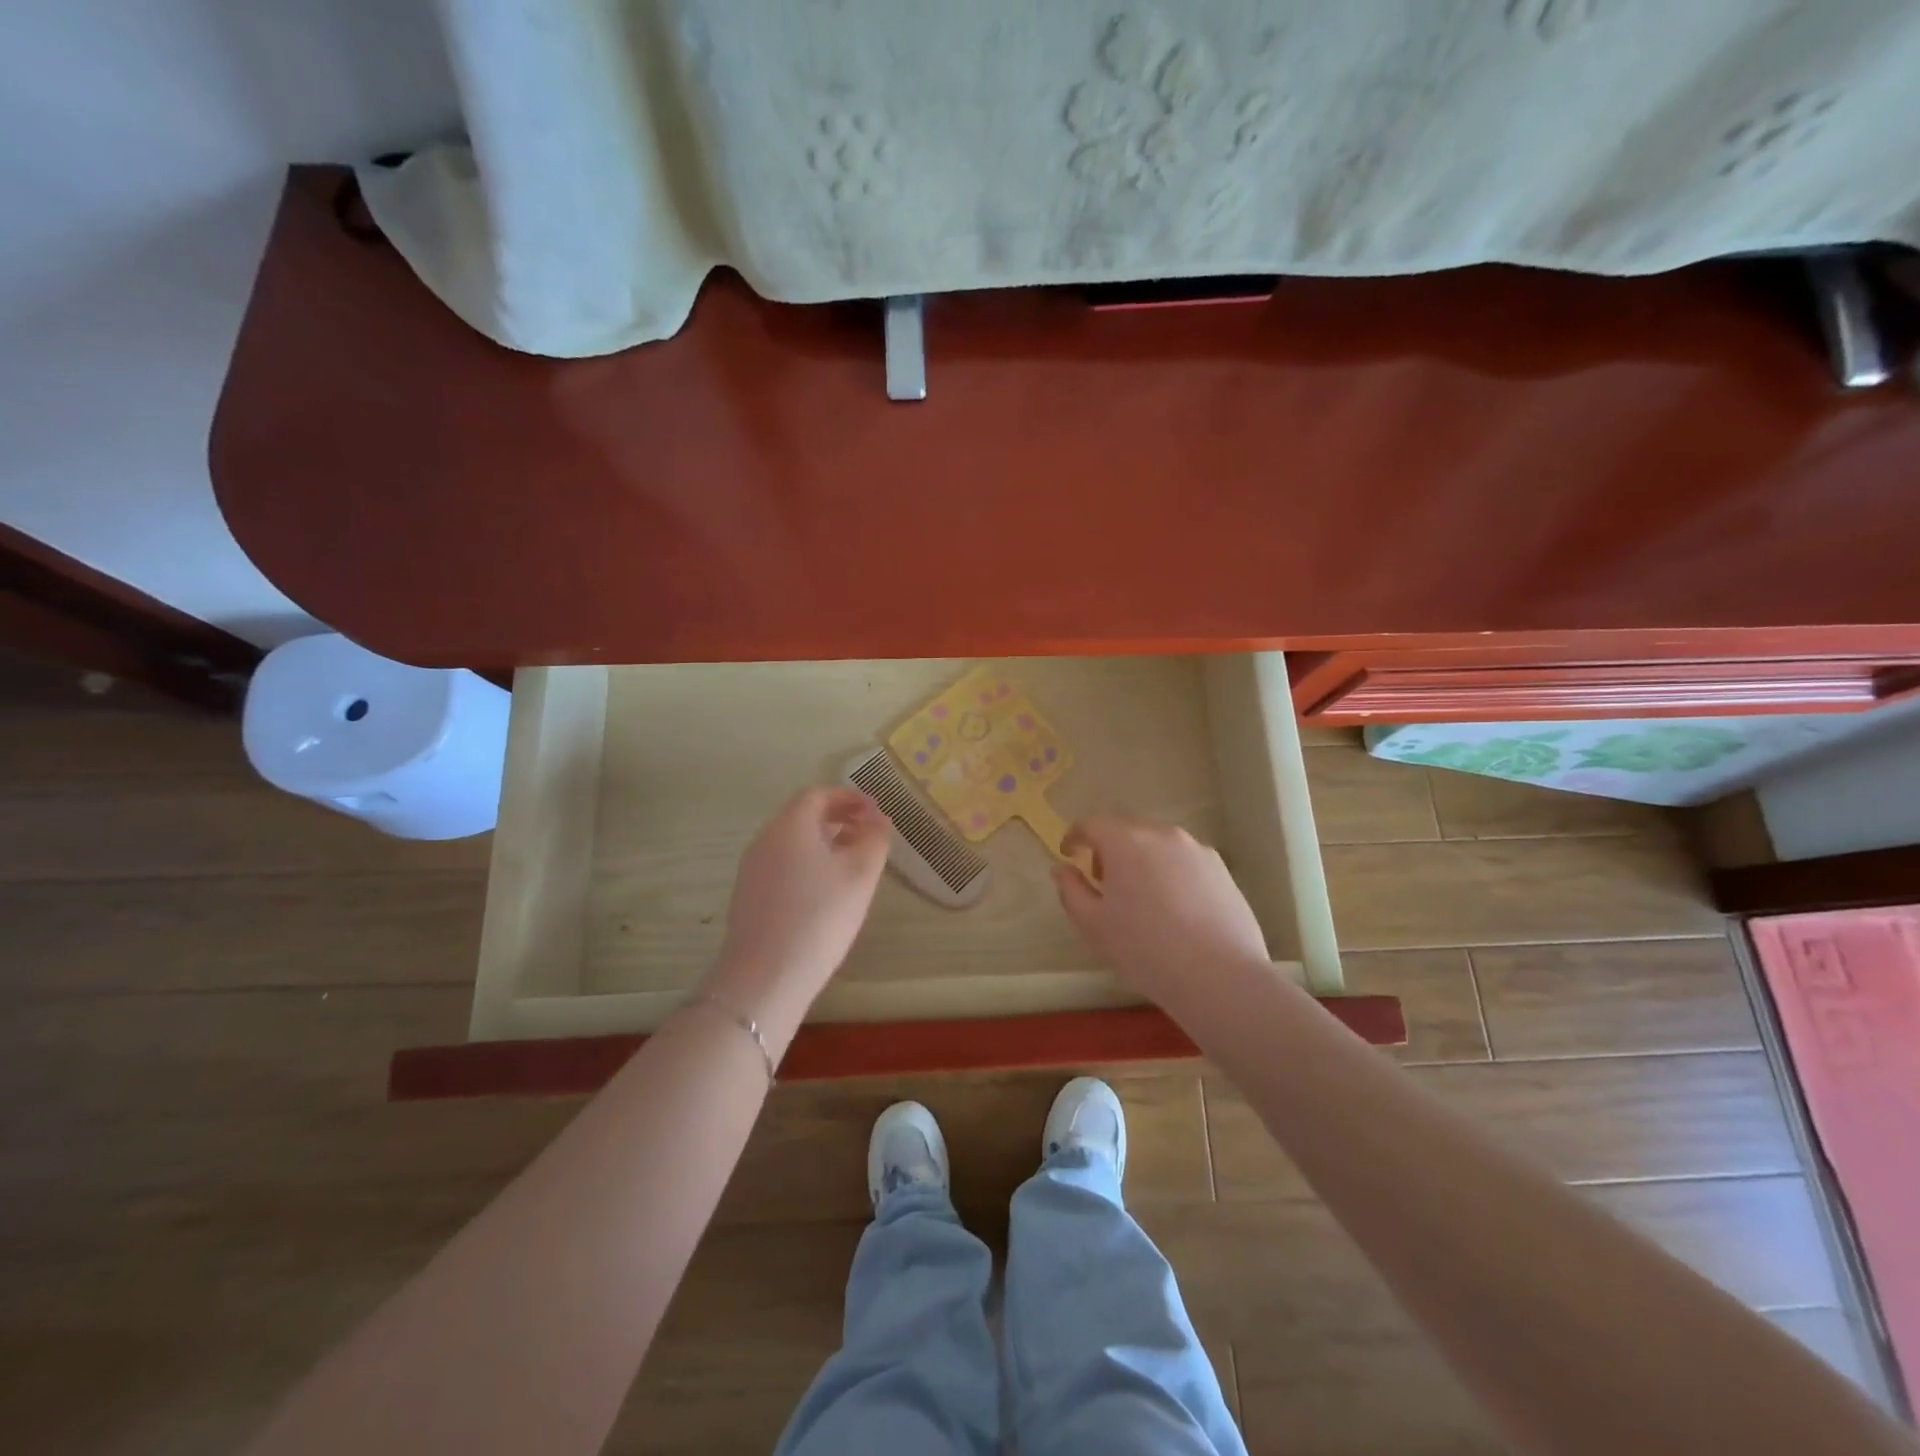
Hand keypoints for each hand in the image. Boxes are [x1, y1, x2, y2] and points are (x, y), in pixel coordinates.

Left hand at [708, 787, 889, 1012]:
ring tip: (853, 860)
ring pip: (791, 840)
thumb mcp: (860, 875)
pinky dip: (807, 861)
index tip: (875, 810)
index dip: (849, 797)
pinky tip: (826, 889)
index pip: (818, 794)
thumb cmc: (820, 917)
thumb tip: (878, 819)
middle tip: (868, 831)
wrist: (765, 977)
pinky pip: (782, 863)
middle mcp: (765, 839)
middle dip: (837, 817)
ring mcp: (752, 868)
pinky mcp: (749, 895)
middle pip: (802, 814)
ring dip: (823, 840)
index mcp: (790, 825)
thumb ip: (874, 840)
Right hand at [1053, 816, 1270, 1008]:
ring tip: (1141, 896)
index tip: (1069, 855)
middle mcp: (1161, 834)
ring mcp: (1196, 849)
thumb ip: (1070, 890)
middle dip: (1109, 847)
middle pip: (1126, 829)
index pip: (1091, 824)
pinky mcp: (1221, 869)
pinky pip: (1184, 860)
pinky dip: (1170, 872)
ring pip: (1158, 843)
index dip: (1075, 837)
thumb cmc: (1144, 949)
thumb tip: (1063, 868)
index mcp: (1125, 841)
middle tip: (1103, 881)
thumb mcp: (1092, 925)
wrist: (1219, 976)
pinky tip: (1174, 907)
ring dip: (1142, 859)